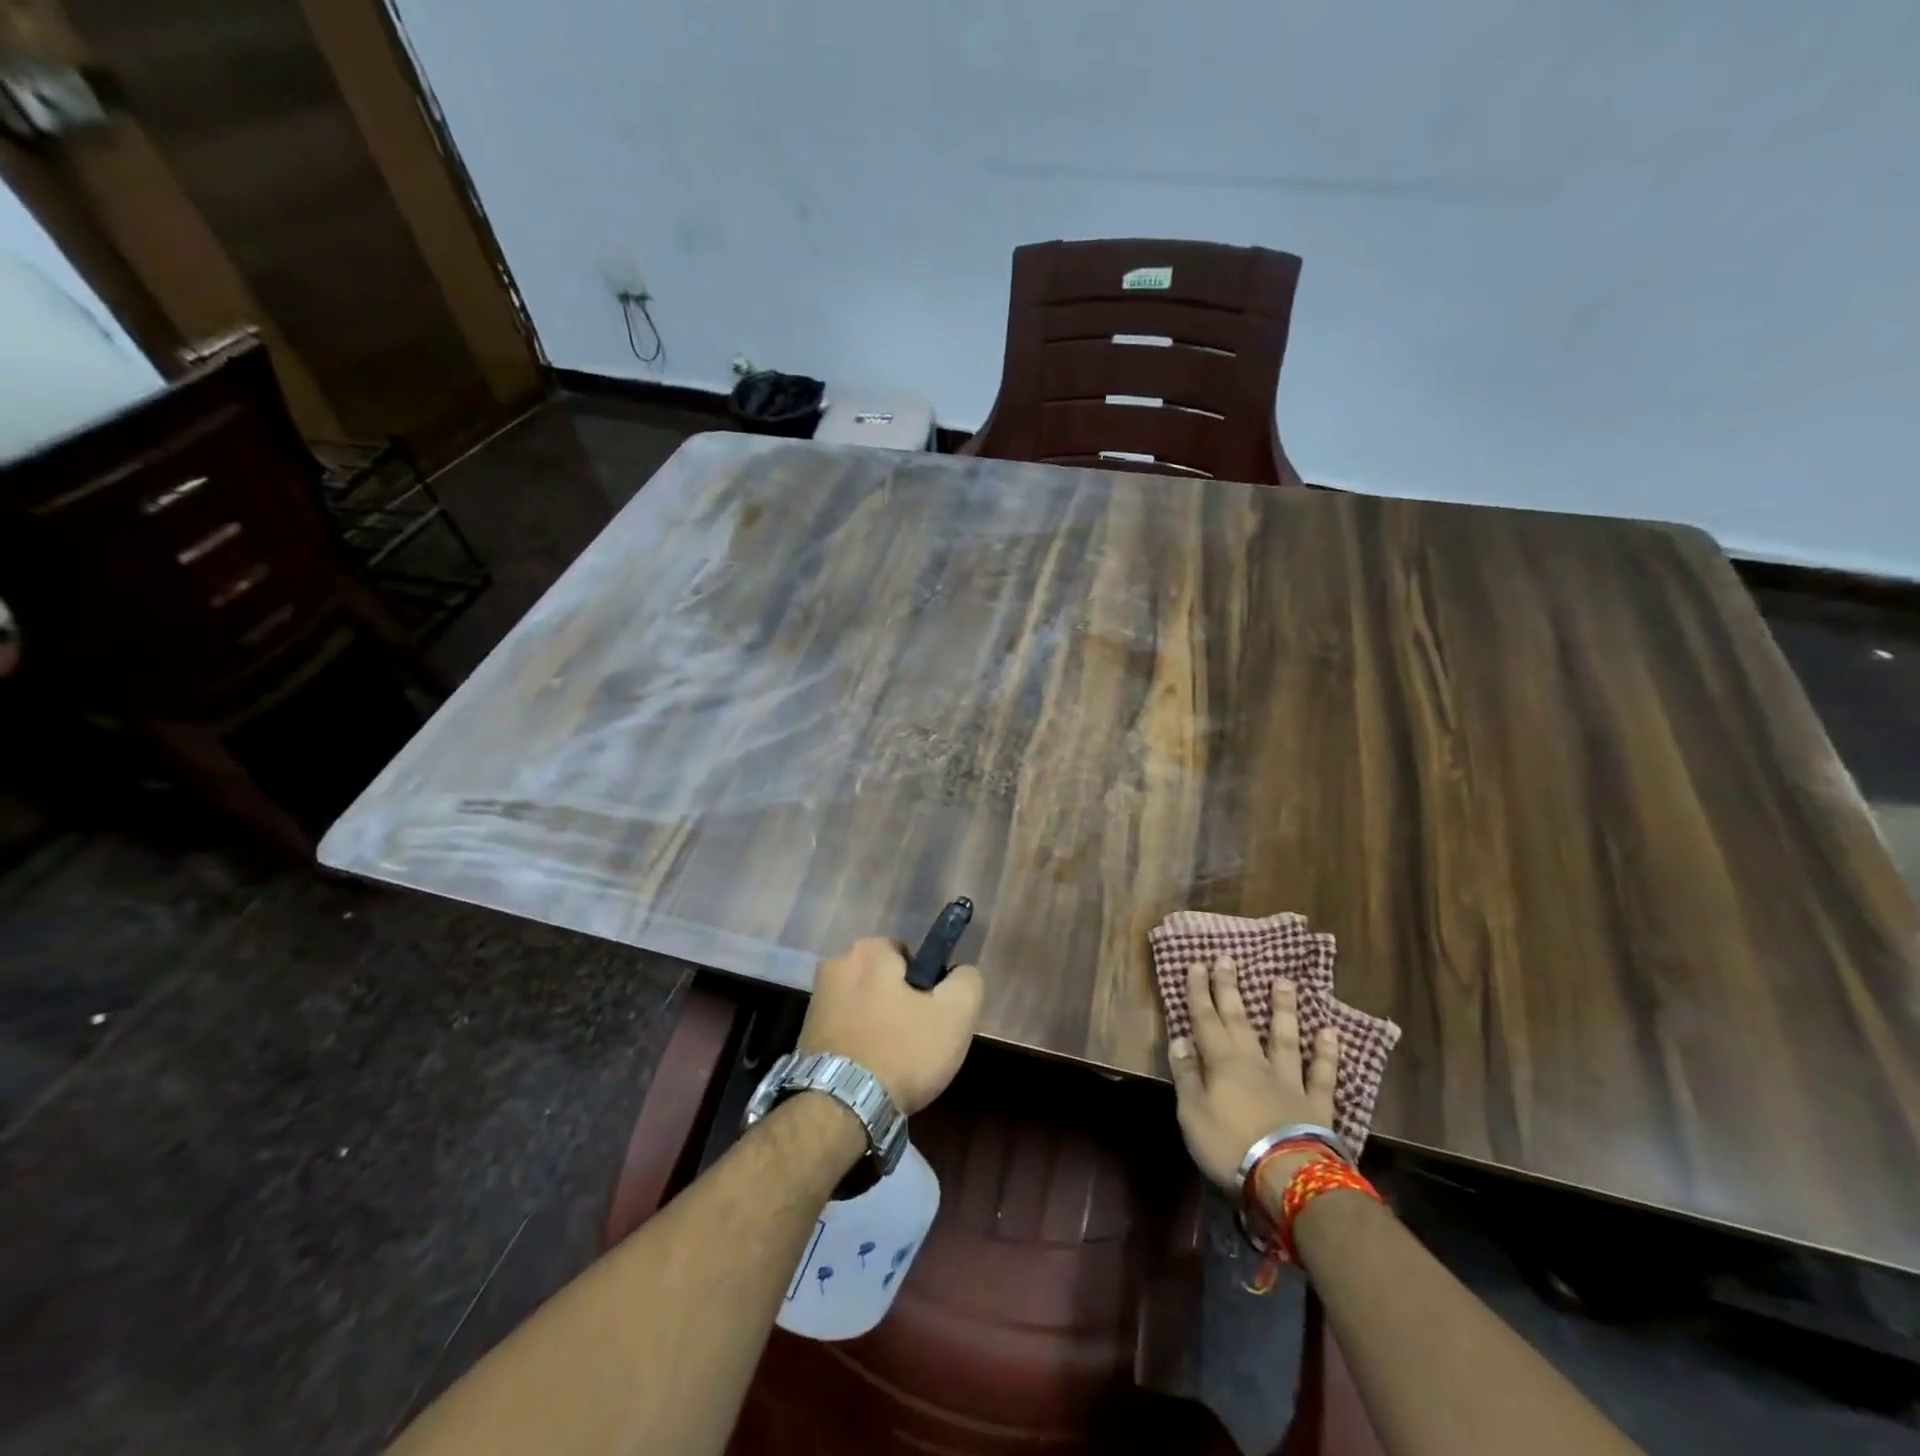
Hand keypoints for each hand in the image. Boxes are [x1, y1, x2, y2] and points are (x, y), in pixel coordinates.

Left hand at [799, 938, 983, 1113]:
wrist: (839, 1110)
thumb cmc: (901, 1052)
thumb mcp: (955, 1014)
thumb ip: (966, 981)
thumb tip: (961, 973)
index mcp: (868, 951)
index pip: (909, 955)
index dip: (926, 985)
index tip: (932, 1016)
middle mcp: (836, 966)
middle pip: (884, 980)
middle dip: (900, 1004)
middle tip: (916, 1040)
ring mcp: (816, 1002)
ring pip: (864, 1006)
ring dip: (878, 1025)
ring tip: (893, 1063)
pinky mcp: (804, 1035)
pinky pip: (845, 1031)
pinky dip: (858, 1045)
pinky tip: (869, 1073)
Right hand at [1166, 957, 1338, 1189]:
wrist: (1288, 1178)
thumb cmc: (1230, 1147)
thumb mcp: (1192, 1114)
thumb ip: (1186, 1075)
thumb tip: (1180, 1038)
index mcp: (1221, 1064)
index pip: (1205, 1021)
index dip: (1199, 992)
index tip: (1197, 964)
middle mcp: (1254, 1063)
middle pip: (1240, 1020)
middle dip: (1230, 989)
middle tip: (1228, 958)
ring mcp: (1289, 1081)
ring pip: (1284, 1038)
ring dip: (1282, 1009)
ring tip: (1283, 982)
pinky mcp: (1317, 1105)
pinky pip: (1322, 1074)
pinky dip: (1326, 1053)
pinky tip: (1329, 1032)